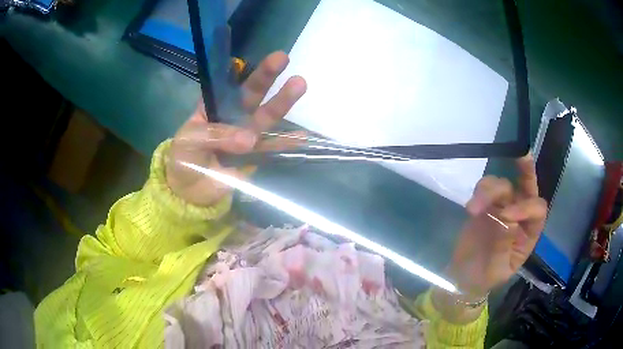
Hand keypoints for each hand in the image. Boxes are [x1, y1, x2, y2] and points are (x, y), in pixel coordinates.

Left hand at [166, 51, 306, 206]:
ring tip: (299, 84)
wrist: (189, 191)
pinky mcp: (255, 156)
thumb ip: (217, 135)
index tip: (247, 57)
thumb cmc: (183, 159)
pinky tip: (302, 136)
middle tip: (283, 58)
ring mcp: (247, 135)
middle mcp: (234, 116)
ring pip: (266, 117)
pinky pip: (272, 148)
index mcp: (214, 107)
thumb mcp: (191, 140)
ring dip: (282, 102)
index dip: (239, 71)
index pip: (229, 85)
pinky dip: (287, 143)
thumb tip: (250, 140)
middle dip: (266, 77)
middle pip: (252, 94)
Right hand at [449, 155, 547, 297]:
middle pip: (528, 187)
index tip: (506, 215)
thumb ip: (503, 246)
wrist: (462, 278)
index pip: (537, 210)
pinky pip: (485, 189)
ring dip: (491, 189)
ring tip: (474, 207)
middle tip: (522, 154)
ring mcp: (502, 207)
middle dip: (526, 170)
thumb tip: (508, 219)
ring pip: (503, 185)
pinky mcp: (485, 206)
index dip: (526, 207)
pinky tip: (470, 207)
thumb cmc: (483, 278)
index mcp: (529, 233)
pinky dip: (479, 192)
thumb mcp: (496, 270)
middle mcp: (520, 215)